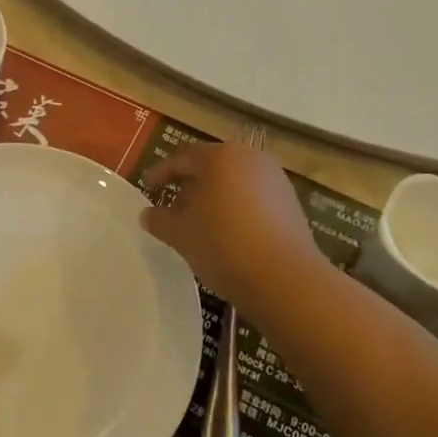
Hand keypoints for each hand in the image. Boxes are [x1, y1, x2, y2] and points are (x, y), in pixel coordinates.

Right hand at [141, 143, 322, 311]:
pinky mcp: (290, 204)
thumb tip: (147, 214)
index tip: (147, 187)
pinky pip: (253, 198)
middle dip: (189, 186)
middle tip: (171, 208)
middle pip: (211, 167)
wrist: (286, 279)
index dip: (162, 173)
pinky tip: (226, 234)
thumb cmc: (224, 245)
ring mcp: (275, 180)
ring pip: (233, 183)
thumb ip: (160, 220)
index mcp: (221, 157)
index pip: (183, 158)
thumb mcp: (181, 234)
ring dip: (212, 199)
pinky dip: (235, 209)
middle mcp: (250, 159)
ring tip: (197, 224)